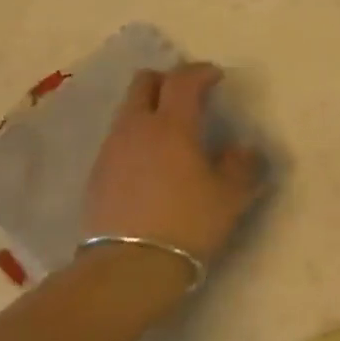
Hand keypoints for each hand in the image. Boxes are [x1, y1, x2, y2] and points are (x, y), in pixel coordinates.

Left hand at [83, 64, 261, 272]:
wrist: (127, 268)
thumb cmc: (186, 225)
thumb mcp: (229, 198)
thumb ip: (241, 166)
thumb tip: (243, 150)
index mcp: (172, 124)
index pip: (183, 79)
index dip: (201, 72)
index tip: (216, 77)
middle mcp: (137, 127)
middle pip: (144, 82)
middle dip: (167, 81)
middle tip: (187, 97)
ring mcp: (111, 149)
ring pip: (128, 110)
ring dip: (148, 110)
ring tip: (169, 133)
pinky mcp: (96, 174)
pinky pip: (118, 139)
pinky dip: (135, 138)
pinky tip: (149, 165)